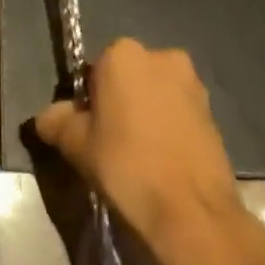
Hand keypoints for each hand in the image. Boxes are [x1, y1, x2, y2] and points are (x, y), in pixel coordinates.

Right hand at [34, 40, 264, 264]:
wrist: (191, 211)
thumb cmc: (126, 166)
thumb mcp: (75, 144)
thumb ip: (56, 120)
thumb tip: (50, 116)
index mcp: (123, 54)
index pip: (93, 70)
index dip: (87, 101)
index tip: (86, 130)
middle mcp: (162, 56)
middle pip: (127, 77)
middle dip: (118, 101)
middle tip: (109, 141)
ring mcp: (193, 83)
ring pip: (154, 94)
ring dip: (145, 113)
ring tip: (137, 155)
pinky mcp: (214, 111)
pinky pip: (177, 112)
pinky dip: (167, 127)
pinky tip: (161, 160)